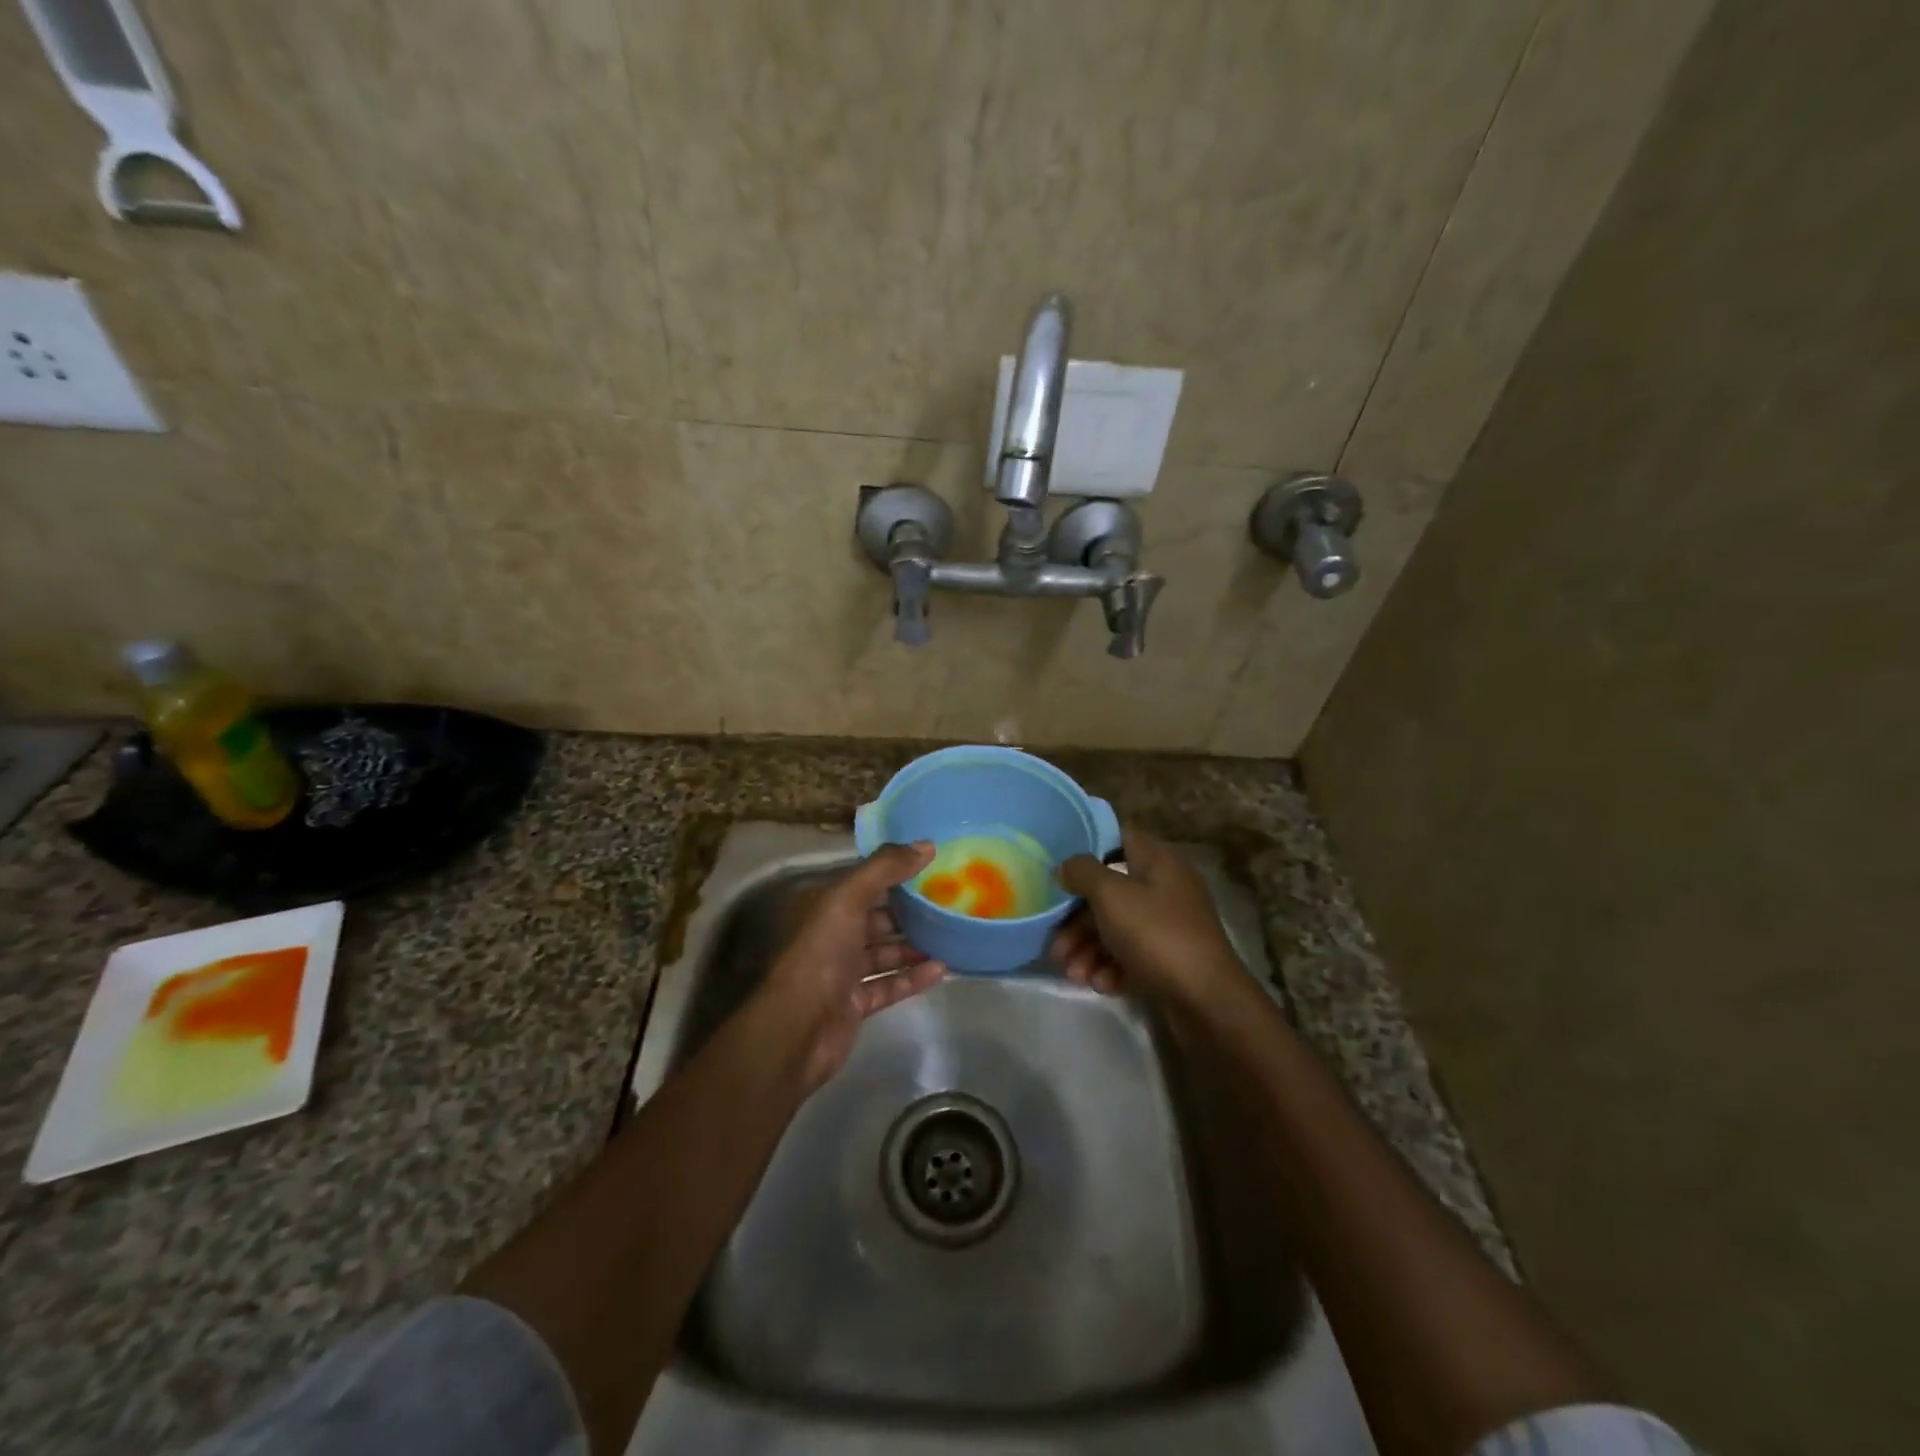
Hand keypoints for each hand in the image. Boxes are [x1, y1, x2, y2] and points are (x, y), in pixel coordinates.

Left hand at [760, 841, 947, 1089]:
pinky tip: (942, 969)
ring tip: (952, 934)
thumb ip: (885, 869)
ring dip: (915, 944)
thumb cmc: (821, 954)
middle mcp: (833, 934)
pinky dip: (913, 977)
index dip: (896, 871)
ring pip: (885, 951)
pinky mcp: (856, 1003)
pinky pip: (890, 985)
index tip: (935, 864)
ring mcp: (843, 972)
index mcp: (826, 905)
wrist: (798, 1030)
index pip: (865, 881)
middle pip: (877, 916)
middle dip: (910, 909)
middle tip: (951, 900)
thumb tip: (926, 844)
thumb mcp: (848, 899)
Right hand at [1049, 829, 1242, 1007]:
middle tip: (1056, 945)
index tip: (1060, 870)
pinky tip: (1101, 985)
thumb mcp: (1111, 895)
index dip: (1088, 849)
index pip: (1120, 839)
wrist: (1207, 1001)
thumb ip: (1083, 872)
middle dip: (1078, 920)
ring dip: (1088, 949)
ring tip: (1073, 974)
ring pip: (1116, 929)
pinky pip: (1131, 957)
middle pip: (1110, 893)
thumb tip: (1067, 866)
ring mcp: (1169, 927)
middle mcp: (1166, 890)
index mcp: (1159, 863)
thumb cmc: (1156, 935)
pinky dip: (1111, 968)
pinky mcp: (1169, 961)